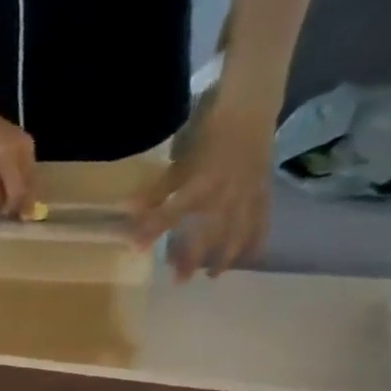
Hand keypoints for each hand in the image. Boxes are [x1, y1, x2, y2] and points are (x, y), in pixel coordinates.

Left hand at [132, 102, 275, 277]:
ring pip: (238, 232)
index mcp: (201, 184)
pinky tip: (249, 257)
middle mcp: (226, 193)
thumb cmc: (207, 135)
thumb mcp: (177, 163)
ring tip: (212, 275)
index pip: (172, 213)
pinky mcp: (263, 192)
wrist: (251, 110)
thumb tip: (127, 212)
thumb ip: (157, 191)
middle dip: (193, 257)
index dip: (153, 230)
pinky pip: (261, 221)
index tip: (136, 249)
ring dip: (225, 255)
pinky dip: (256, 240)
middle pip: (208, 232)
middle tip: (178, 280)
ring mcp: (248, 194)